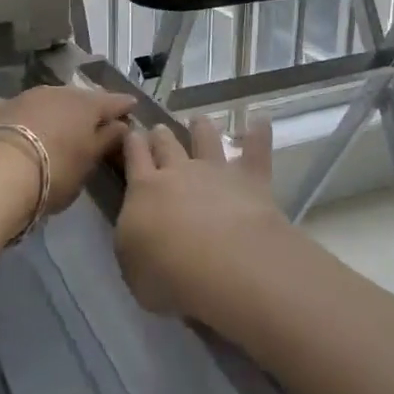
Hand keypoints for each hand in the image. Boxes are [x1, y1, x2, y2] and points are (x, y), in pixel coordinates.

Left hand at [0, 86, 135, 214]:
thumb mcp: (87, 165)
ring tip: (56, 128)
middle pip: (79, 98)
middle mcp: (57, 93)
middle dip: (87, 108)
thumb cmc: (52, 172)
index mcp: (86, 105)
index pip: (113, 101)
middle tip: (93, 122)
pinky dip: (23, 119)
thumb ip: (105, 142)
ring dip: (55, 112)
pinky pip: (17, 111)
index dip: (123, 106)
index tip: (132, 108)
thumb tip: (120, 125)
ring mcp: (24, 97)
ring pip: (47, 100)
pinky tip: (19, 131)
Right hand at [115, 115, 290, 318]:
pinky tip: (261, 120)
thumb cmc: (167, 273)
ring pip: (206, 139)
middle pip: (167, 145)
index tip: (132, 132)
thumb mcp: (132, 266)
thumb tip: (138, 228)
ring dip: (202, 128)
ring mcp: (217, 172)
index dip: (132, 143)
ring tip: (200, 120)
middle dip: (161, 135)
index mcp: (144, 190)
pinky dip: (259, 134)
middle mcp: (179, 172)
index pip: (134, 158)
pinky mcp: (251, 179)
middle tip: (159, 129)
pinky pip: (256, 151)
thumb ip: (134, 241)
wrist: (223, 262)